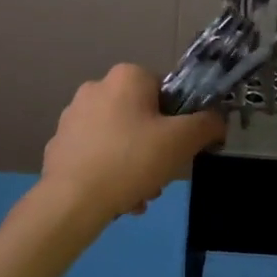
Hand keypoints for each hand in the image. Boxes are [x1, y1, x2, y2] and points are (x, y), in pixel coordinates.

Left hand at [40, 64, 225, 228]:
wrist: (71, 200)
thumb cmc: (131, 161)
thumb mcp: (181, 141)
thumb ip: (207, 124)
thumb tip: (217, 119)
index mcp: (126, 76)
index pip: (165, 91)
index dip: (179, 121)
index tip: (179, 150)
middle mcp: (96, 87)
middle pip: (142, 117)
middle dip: (155, 150)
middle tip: (159, 179)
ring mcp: (72, 115)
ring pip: (120, 139)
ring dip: (135, 166)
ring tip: (137, 196)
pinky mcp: (59, 143)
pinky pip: (96, 154)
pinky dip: (109, 173)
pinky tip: (115, 199)